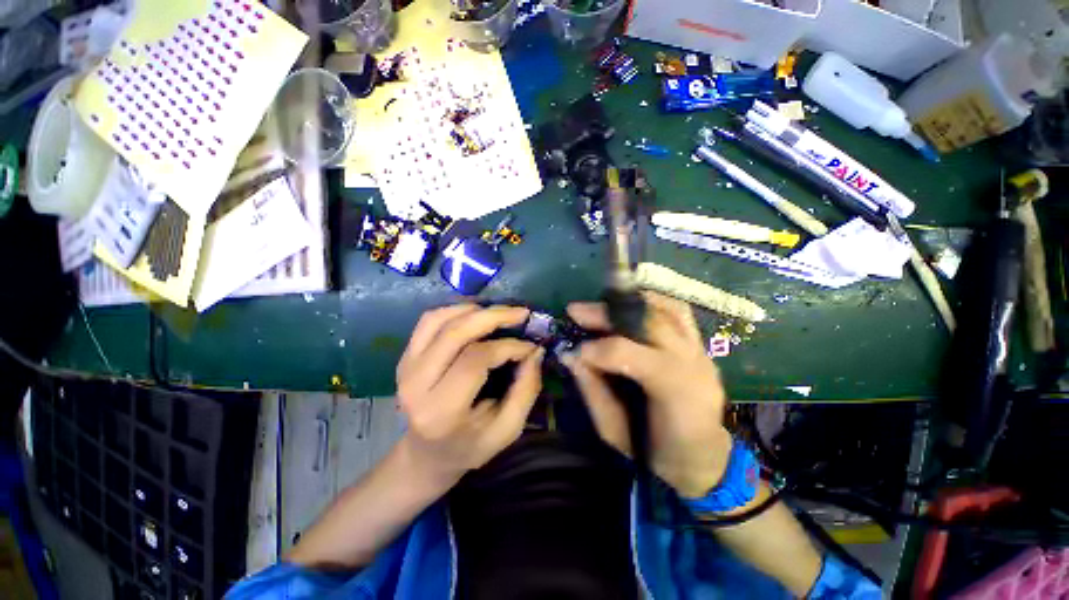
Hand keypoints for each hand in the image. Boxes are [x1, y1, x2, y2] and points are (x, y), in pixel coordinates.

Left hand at [396, 304, 543, 486]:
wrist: (426, 454)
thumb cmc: (470, 446)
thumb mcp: (507, 430)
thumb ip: (526, 390)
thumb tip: (535, 351)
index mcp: (441, 410)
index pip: (476, 360)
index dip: (508, 346)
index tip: (530, 346)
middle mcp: (416, 384)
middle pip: (455, 332)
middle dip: (493, 316)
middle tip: (522, 313)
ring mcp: (406, 367)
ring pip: (439, 319)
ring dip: (474, 309)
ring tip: (501, 313)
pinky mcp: (405, 356)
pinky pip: (429, 320)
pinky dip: (455, 310)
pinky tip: (477, 314)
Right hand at [566, 293, 731, 497]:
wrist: (705, 459)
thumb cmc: (657, 453)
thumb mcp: (615, 432)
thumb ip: (592, 390)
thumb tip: (571, 355)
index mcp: (674, 392)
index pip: (629, 354)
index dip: (596, 349)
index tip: (574, 350)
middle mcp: (693, 363)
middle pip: (647, 322)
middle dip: (606, 314)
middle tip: (576, 311)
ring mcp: (701, 351)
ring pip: (666, 309)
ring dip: (628, 302)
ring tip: (600, 305)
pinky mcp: (701, 346)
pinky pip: (677, 312)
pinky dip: (650, 303)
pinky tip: (629, 306)